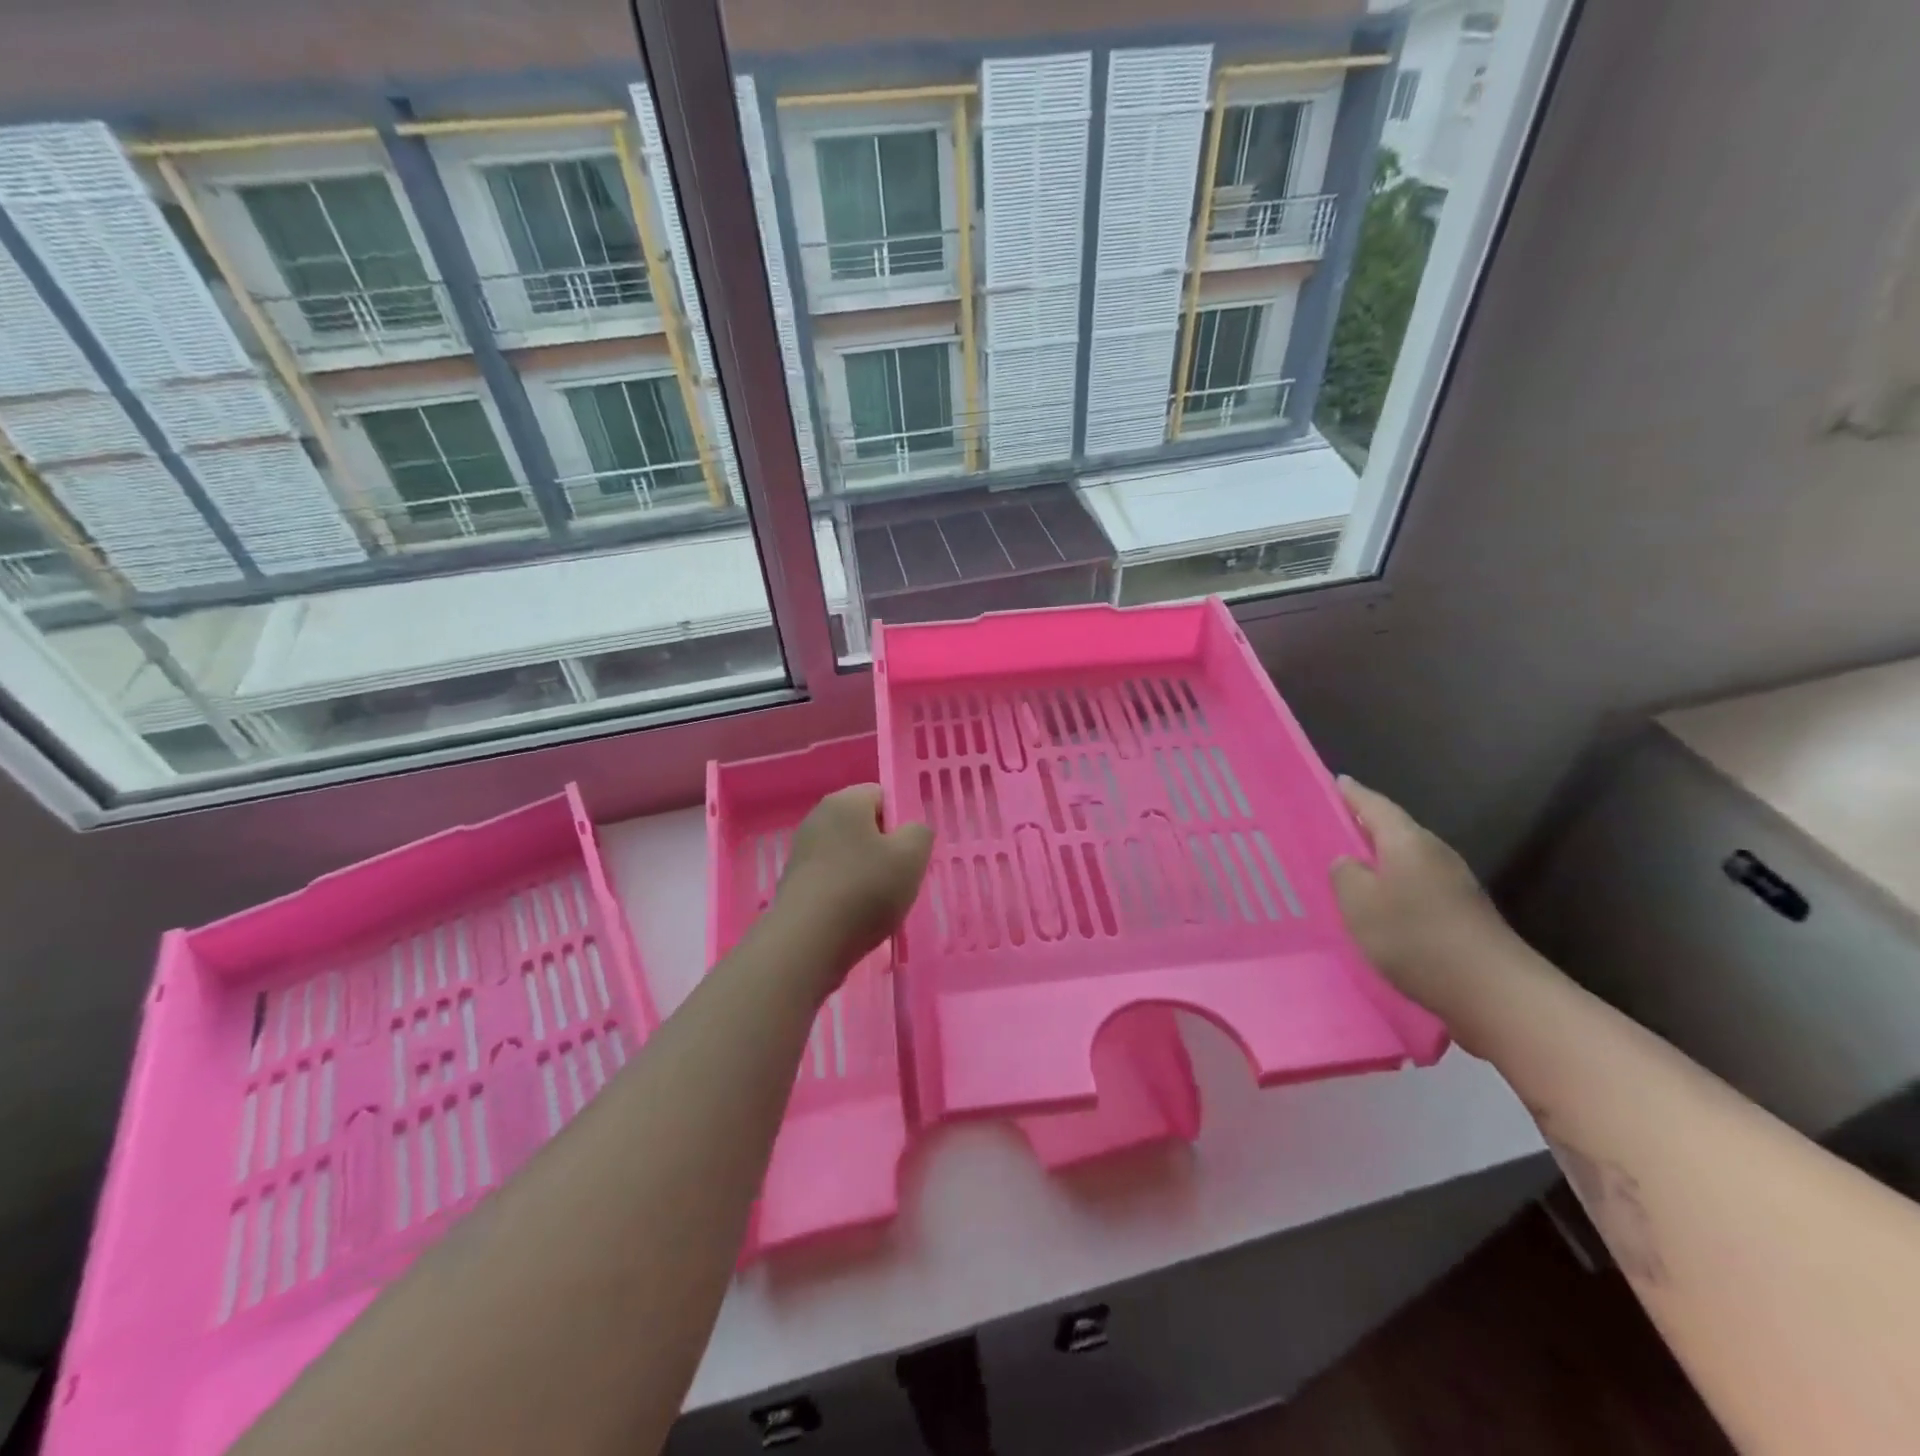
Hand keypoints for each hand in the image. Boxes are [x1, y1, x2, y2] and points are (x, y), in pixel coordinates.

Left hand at [772, 785, 932, 986]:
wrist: (806, 943)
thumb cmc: (864, 890)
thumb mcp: (911, 856)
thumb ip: (920, 833)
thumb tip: (910, 831)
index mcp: (845, 801)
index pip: (883, 795)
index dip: (901, 822)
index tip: (910, 853)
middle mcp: (818, 818)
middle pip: (864, 826)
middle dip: (885, 850)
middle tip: (899, 879)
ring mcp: (802, 851)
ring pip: (849, 854)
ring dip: (866, 874)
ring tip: (878, 904)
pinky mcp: (794, 882)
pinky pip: (832, 878)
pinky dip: (846, 893)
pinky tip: (855, 918)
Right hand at [1330, 777, 1515, 1012]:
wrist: (1494, 992)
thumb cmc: (1415, 937)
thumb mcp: (1359, 904)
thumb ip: (1345, 874)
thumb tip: (1348, 861)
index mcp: (1407, 841)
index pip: (1375, 805)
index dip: (1352, 794)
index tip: (1335, 782)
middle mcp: (1434, 853)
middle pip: (1394, 830)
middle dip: (1365, 826)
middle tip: (1332, 827)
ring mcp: (1454, 884)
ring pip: (1406, 859)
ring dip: (1380, 860)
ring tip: (1349, 869)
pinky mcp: (1462, 913)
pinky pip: (1417, 885)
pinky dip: (1394, 886)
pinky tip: (1380, 906)